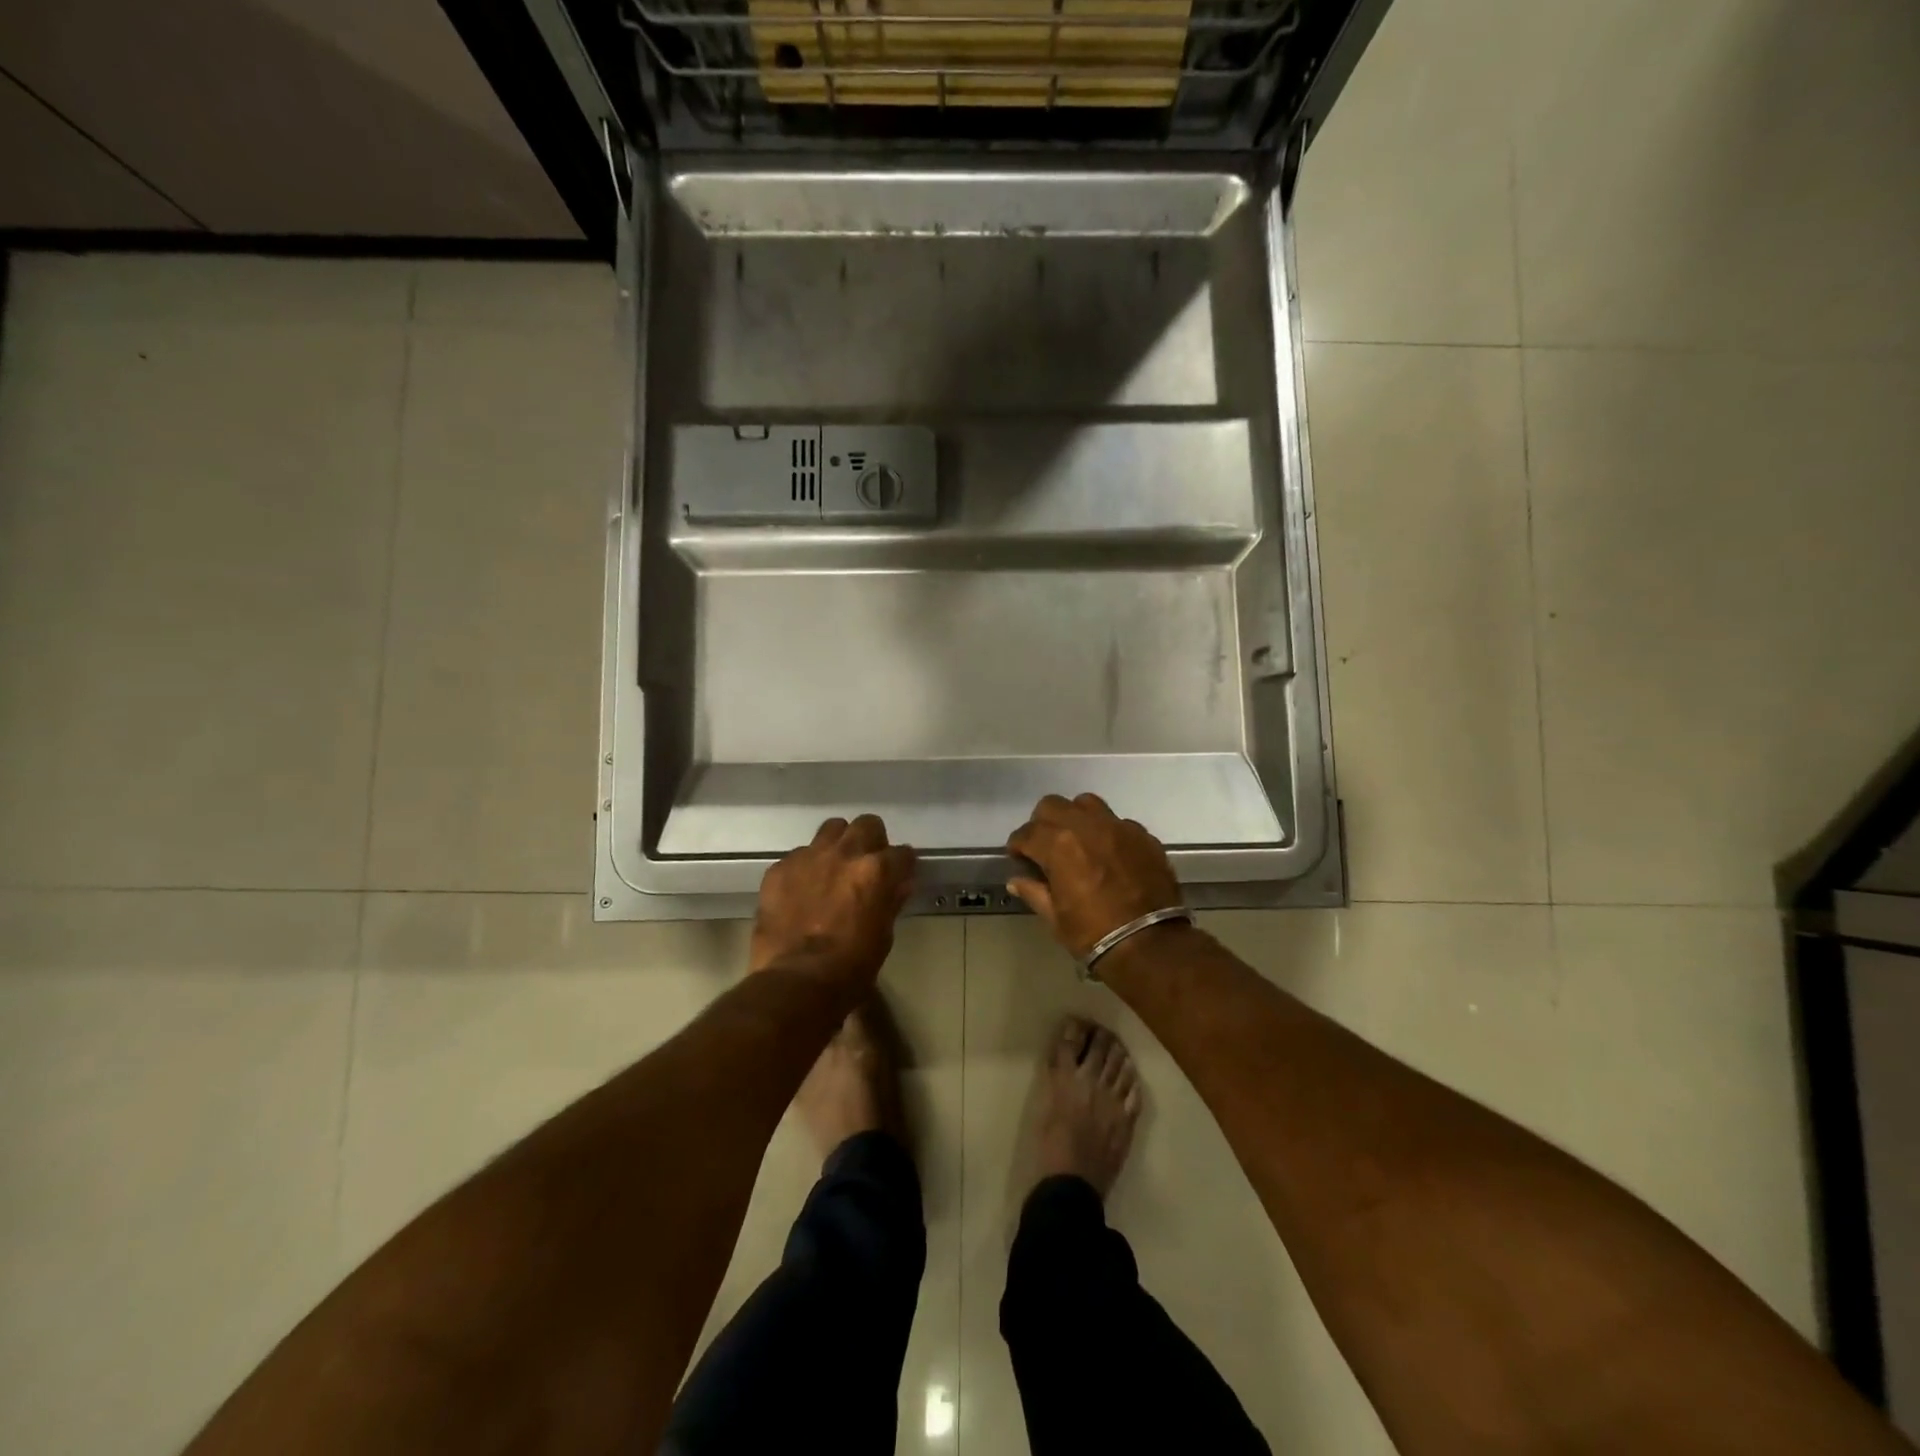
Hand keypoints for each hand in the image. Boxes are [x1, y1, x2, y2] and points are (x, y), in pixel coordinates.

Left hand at [750, 815, 916, 985]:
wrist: (795, 981)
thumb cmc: (850, 967)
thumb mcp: (883, 936)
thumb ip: (890, 902)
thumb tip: (899, 885)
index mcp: (877, 871)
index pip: (902, 854)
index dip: (902, 866)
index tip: (899, 875)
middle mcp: (845, 853)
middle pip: (867, 824)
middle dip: (872, 840)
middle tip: (866, 864)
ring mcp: (809, 856)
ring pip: (831, 829)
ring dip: (838, 844)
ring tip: (833, 868)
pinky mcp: (780, 868)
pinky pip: (799, 855)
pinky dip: (806, 867)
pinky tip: (802, 890)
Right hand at [1006, 793, 1182, 959]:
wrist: (1150, 945)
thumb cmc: (1094, 934)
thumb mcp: (1055, 918)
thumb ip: (1034, 892)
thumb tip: (1016, 880)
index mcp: (1059, 845)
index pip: (1027, 833)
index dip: (1018, 846)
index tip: (1019, 858)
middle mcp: (1086, 826)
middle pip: (1053, 805)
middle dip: (1042, 824)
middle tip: (1045, 847)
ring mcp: (1118, 827)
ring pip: (1087, 804)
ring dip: (1076, 818)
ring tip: (1078, 842)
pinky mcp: (1143, 836)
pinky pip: (1118, 822)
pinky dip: (1106, 833)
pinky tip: (1109, 855)